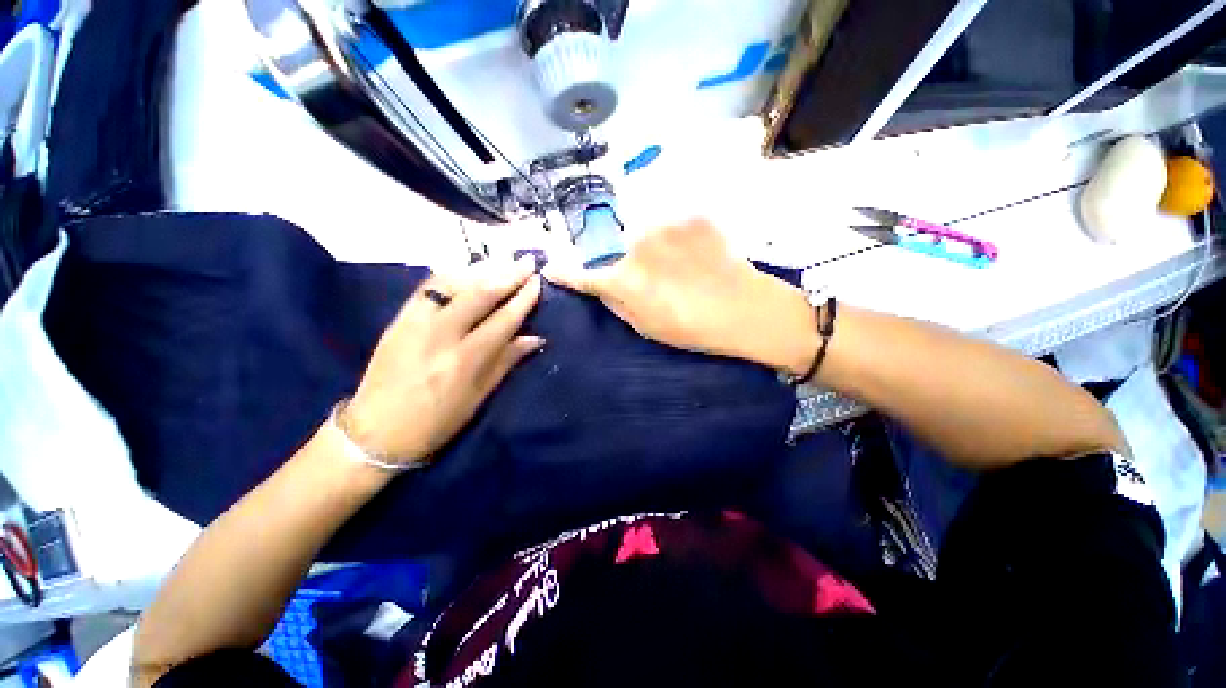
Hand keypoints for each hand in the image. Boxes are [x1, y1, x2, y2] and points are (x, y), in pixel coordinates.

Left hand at [342, 257, 544, 465]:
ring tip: (502, 259)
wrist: (375, 432)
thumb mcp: (479, 397)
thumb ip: (506, 361)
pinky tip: (466, 268)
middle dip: (507, 274)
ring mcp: (415, 323)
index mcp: (466, 360)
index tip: (537, 281)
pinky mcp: (398, 320)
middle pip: (480, 294)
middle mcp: (441, 335)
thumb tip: (535, 338)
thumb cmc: (436, 422)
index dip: (523, 299)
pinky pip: (427, 288)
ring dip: (481, 268)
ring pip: (452, 283)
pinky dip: (451, 274)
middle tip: (526, 260)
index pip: (503, 320)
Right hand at [544, 218, 818, 373]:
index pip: (584, 275)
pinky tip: (698, 255)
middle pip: (621, 251)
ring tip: (684, 268)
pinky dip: (679, 238)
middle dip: (631, 264)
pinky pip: (673, 225)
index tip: (551, 269)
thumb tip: (600, 286)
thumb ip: (617, 303)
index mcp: (625, 281)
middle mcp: (636, 246)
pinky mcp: (690, 215)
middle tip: (661, 281)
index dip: (566, 274)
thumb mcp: (646, 326)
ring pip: (647, 234)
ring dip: (657, 249)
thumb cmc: (692, 328)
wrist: (745, 308)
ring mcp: (665, 225)